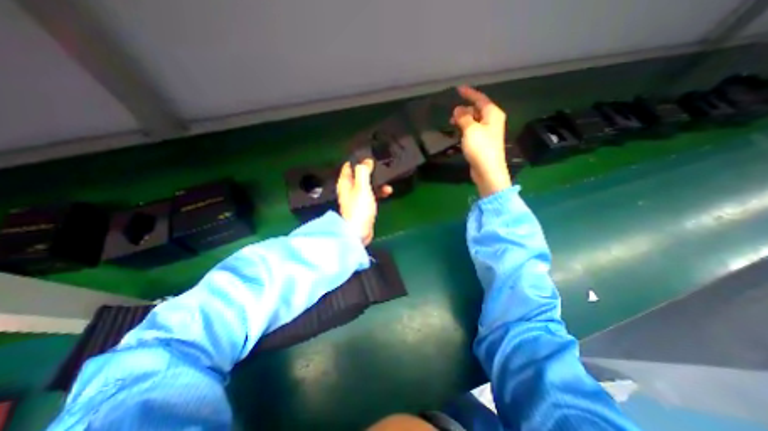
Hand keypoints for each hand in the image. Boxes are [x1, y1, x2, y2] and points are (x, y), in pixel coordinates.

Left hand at [336, 158, 391, 246]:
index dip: (358, 159)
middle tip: (381, 165)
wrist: (359, 232)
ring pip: (367, 184)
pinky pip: (372, 194)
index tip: (369, 154)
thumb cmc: (359, 208)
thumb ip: (363, 172)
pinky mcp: (364, 205)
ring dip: (377, 182)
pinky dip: (379, 192)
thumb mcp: (361, 187)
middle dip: (370, 170)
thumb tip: (366, 161)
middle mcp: (349, 189)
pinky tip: (387, 192)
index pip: (349, 165)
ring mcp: (357, 197)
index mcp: (345, 183)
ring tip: (387, 180)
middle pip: (359, 174)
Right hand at [451, 84, 511, 198]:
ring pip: (474, 121)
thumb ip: (463, 117)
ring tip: (452, 123)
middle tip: (451, 114)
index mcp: (493, 114)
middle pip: (477, 110)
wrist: (488, 171)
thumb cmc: (481, 148)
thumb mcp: (470, 129)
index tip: (458, 89)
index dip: (469, 93)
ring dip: (464, 120)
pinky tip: (458, 133)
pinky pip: (473, 131)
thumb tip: (458, 109)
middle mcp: (492, 121)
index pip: (480, 99)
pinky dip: (466, 129)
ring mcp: (488, 133)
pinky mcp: (483, 143)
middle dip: (464, 110)